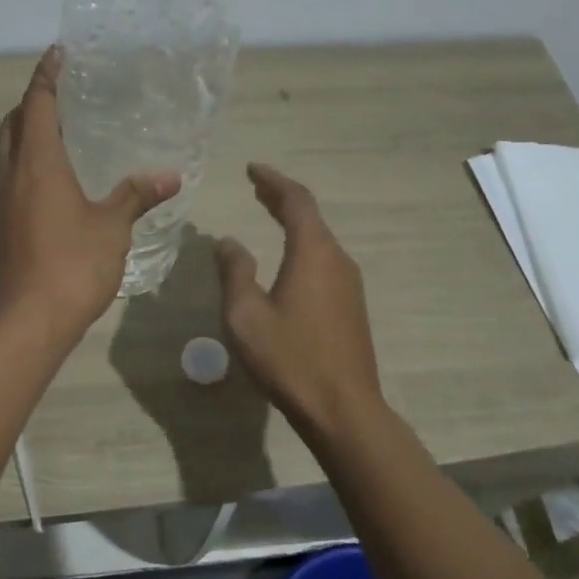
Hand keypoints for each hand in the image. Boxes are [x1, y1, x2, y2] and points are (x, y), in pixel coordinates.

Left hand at [0, 47, 180, 340]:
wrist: (26, 321)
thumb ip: (136, 195)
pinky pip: (7, 177)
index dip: (46, 75)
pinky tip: (48, 181)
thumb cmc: (72, 264)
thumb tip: (169, 175)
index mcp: (36, 162)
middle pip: (13, 123)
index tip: (57, 54)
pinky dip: (23, 163)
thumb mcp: (111, 227)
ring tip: (57, 133)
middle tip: (62, 95)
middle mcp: (9, 173)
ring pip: (5, 151)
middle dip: (33, 102)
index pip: (37, 103)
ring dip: (24, 133)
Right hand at [217, 163, 385, 436]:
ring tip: (267, 213)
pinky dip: (302, 245)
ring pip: (319, 238)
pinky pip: (324, 260)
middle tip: (256, 186)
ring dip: (293, 222)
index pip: (295, 201)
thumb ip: (235, 272)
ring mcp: (349, 284)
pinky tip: (287, 258)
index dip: (273, 181)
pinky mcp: (351, 306)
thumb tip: (228, 242)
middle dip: (282, 198)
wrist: (343, 409)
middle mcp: (337, 260)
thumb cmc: (290, 358)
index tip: (251, 169)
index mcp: (313, 253)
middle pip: (310, 216)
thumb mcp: (246, 315)